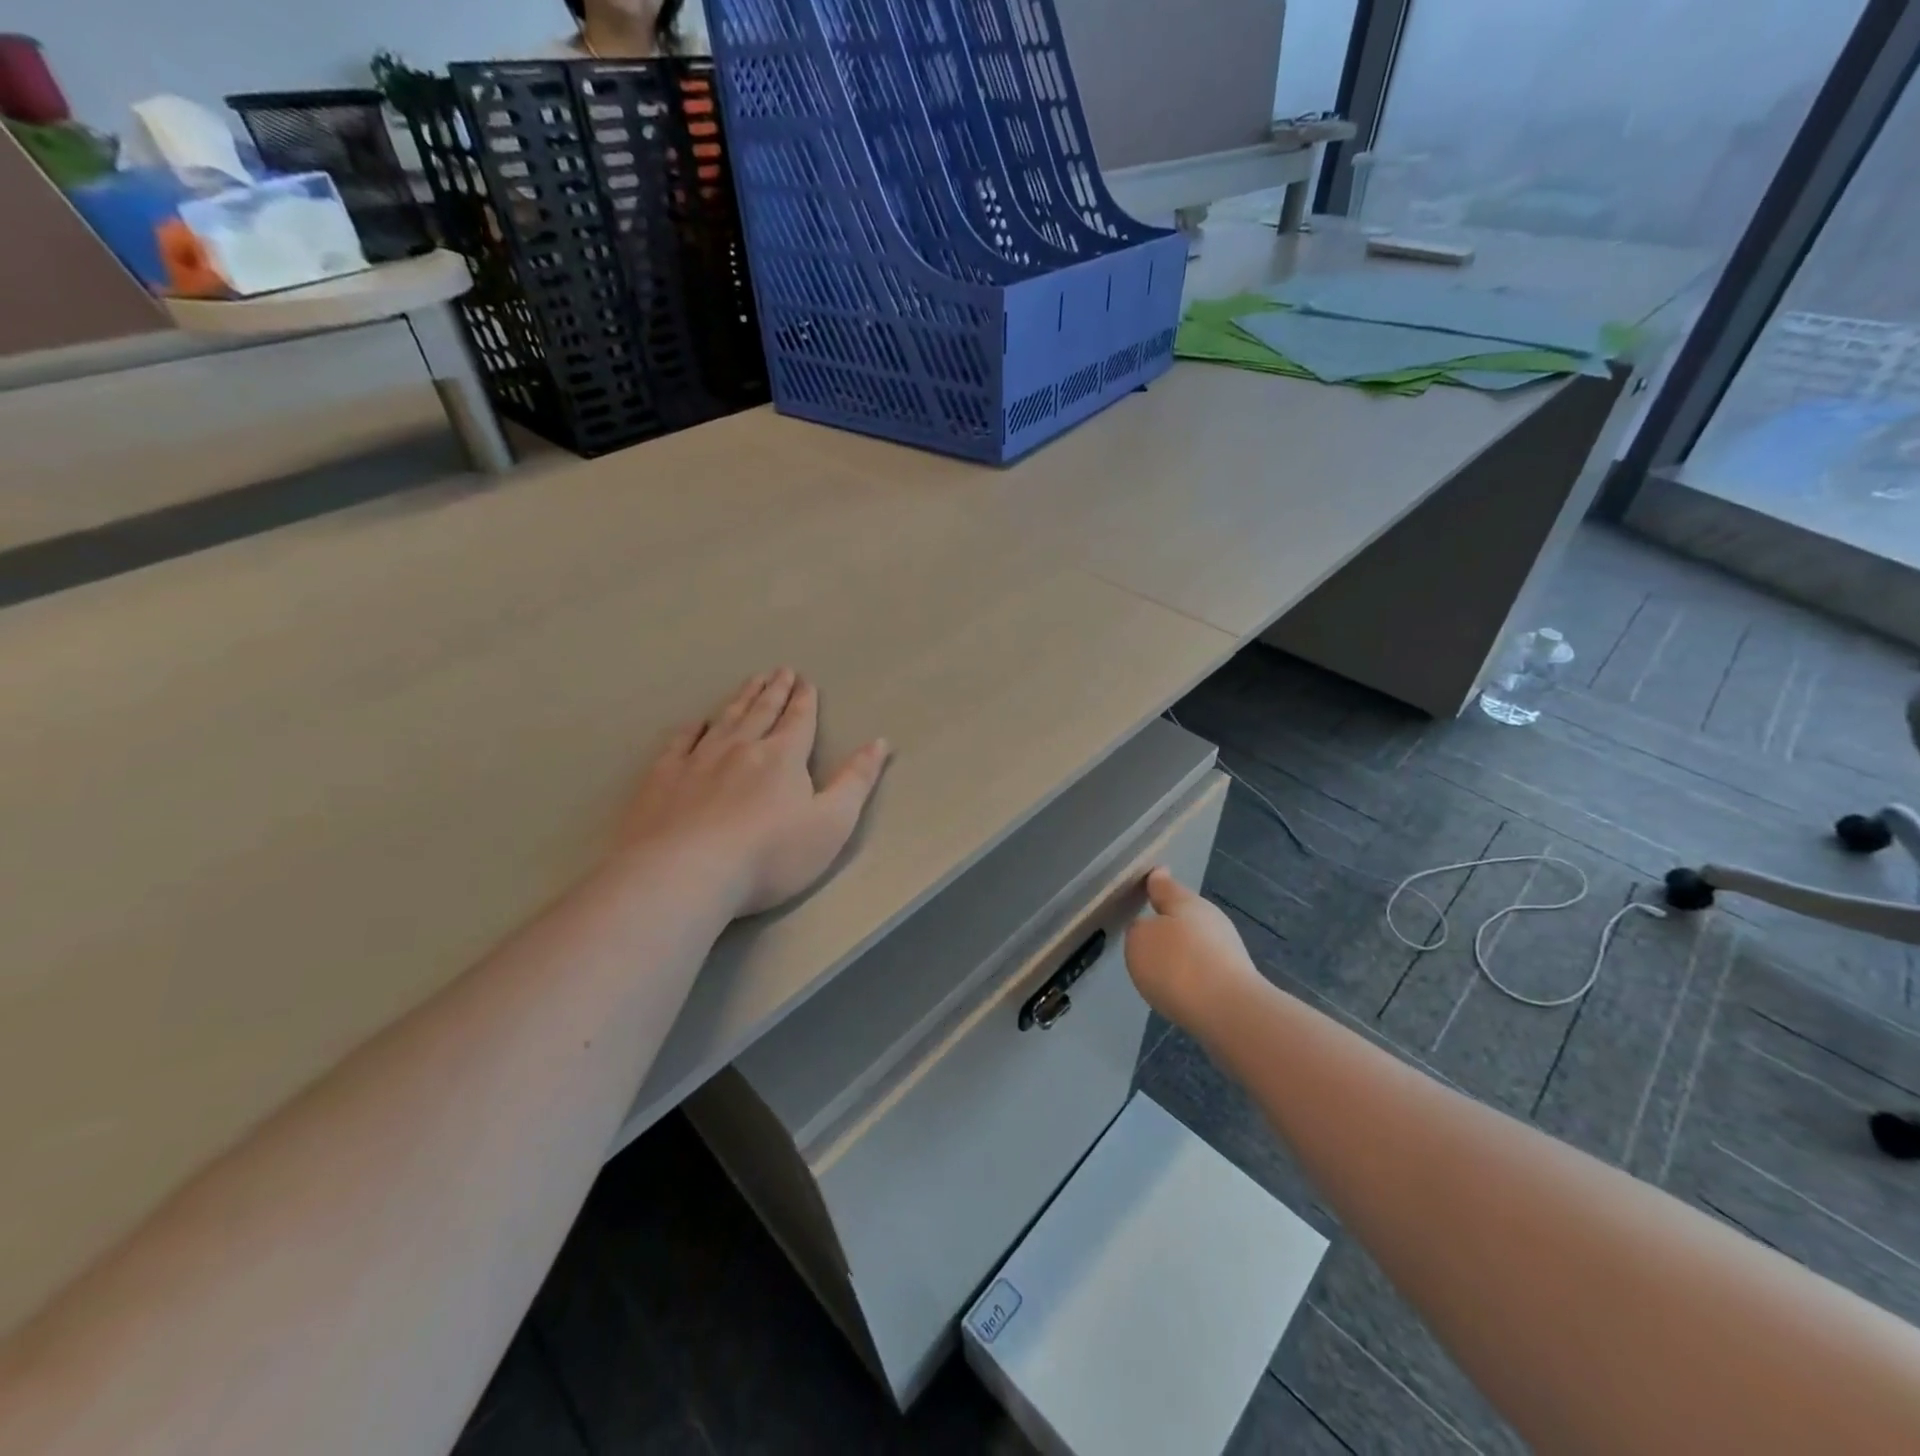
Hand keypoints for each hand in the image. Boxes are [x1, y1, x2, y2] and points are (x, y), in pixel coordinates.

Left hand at [618, 668, 890, 917]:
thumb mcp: (832, 823)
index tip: (805, 681)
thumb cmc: (770, 855)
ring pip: (724, 720)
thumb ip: (856, 781)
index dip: (804, 701)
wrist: (687, 873)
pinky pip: (678, 743)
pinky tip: (695, 723)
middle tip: (780, 670)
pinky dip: (690, 729)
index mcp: (783, 758)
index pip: (798, 721)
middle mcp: (741, 748)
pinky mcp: (662, 779)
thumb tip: (879, 742)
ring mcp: (697, 761)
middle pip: (761, 712)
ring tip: (750, 681)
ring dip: (740, 699)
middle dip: (774, 691)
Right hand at [1125, 867, 1260, 1027]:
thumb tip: (1148, 929)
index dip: (1155, 882)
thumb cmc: (1177, 965)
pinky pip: (1205, 969)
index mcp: (1186, 902)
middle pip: (1184, 914)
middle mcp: (1210, 919)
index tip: (1152, 876)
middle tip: (1149, 930)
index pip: (1165, 886)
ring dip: (1181, 950)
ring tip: (1161, 966)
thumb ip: (1138, 929)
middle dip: (1168, 921)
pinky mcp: (1236, 981)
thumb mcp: (1140, 941)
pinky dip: (1191, 974)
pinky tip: (1180, 989)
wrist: (1230, 1013)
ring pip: (1197, 942)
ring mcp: (1228, 950)